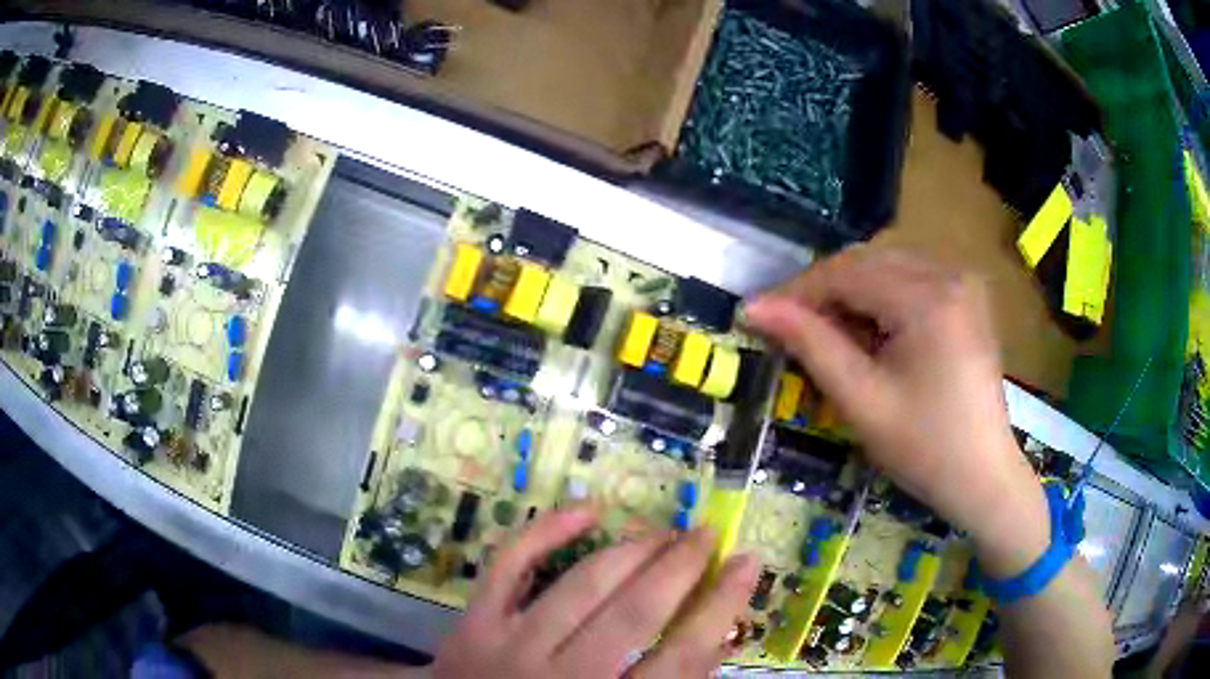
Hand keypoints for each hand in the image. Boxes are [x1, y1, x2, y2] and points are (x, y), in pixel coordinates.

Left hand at [431, 508, 758, 678]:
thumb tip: (714, 634)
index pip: (683, 655)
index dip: (722, 605)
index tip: (748, 564)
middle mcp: (565, 675)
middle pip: (636, 612)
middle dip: (681, 566)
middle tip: (707, 535)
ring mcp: (512, 646)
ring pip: (583, 584)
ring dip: (632, 550)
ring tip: (664, 532)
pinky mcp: (474, 623)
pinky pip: (509, 565)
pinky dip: (545, 531)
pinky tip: (587, 510)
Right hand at [744, 247, 1048, 576]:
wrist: (984, 476)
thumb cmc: (924, 449)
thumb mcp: (862, 401)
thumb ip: (811, 345)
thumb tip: (756, 307)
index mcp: (929, 299)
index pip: (847, 272)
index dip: (798, 291)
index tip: (759, 315)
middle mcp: (949, 274)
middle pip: (867, 260)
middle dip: (824, 290)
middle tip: (790, 328)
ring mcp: (963, 282)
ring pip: (887, 265)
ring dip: (851, 292)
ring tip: (828, 333)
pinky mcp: (968, 296)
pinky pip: (911, 277)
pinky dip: (880, 296)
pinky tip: (871, 331)